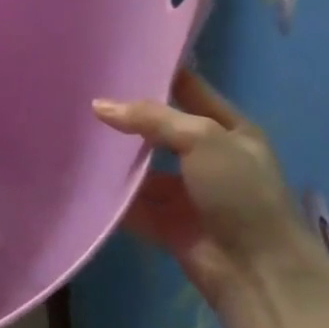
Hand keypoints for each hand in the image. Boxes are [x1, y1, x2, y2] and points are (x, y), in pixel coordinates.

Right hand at [94, 70, 327, 306]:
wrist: (257, 270)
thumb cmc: (240, 192)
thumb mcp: (203, 139)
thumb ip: (151, 118)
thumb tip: (99, 105)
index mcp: (228, 129)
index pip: (189, 90)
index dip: (158, 73)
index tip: (118, 57)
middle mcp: (206, 156)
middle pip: (158, 129)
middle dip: (126, 117)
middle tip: (82, 95)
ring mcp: (185, 191)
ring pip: (141, 167)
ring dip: (114, 158)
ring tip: (71, 133)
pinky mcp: (165, 222)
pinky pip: (131, 203)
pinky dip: (109, 195)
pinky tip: (78, 177)